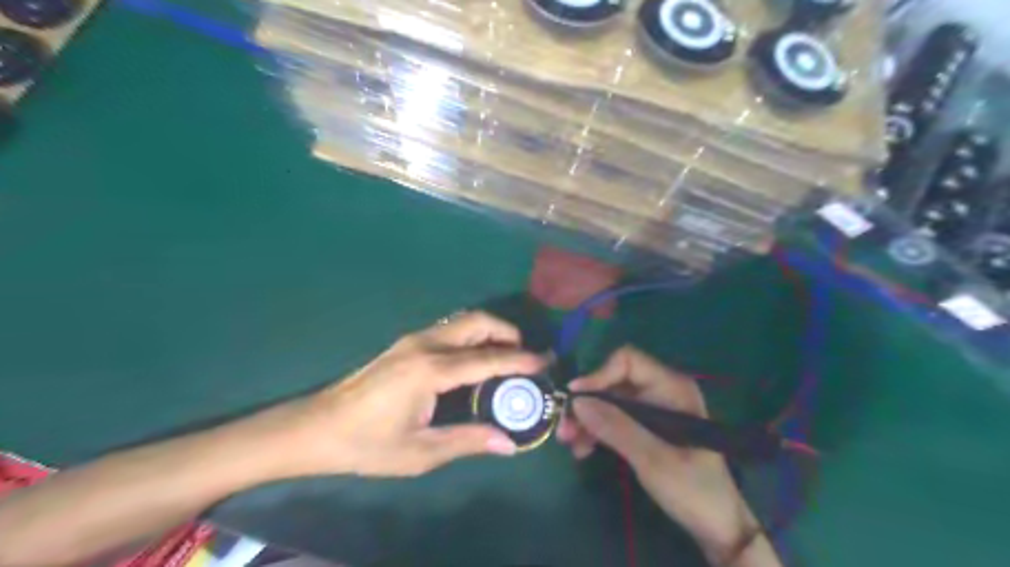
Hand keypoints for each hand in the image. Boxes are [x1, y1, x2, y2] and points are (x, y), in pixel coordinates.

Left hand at [279, 313, 543, 475]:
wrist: (317, 427)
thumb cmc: (368, 444)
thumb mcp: (421, 451)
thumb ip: (468, 441)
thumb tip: (509, 442)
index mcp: (431, 370)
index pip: (488, 359)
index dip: (521, 360)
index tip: (546, 361)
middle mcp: (425, 345)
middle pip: (477, 322)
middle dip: (507, 332)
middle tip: (526, 355)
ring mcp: (413, 340)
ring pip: (463, 322)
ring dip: (489, 332)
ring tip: (506, 357)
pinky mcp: (406, 344)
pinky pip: (450, 330)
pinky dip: (472, 336)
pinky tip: (475, 360)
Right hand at [556, 346, 761, 558]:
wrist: (718, 526)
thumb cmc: (693, 488)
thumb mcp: (652, 458)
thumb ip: (615, 427)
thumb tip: (576, 401)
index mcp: (671, 387)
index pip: (627, 361)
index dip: (599, 375)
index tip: (575, 399)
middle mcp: (661, 391)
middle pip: (614, 382)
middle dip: (587, 403)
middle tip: (564, 427)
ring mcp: (653, 409)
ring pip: (610, 402)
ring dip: (588, 419)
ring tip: (570, 443)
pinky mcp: (647, 428)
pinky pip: (615, 419)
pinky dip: (597, 431)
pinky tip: (583, 449)